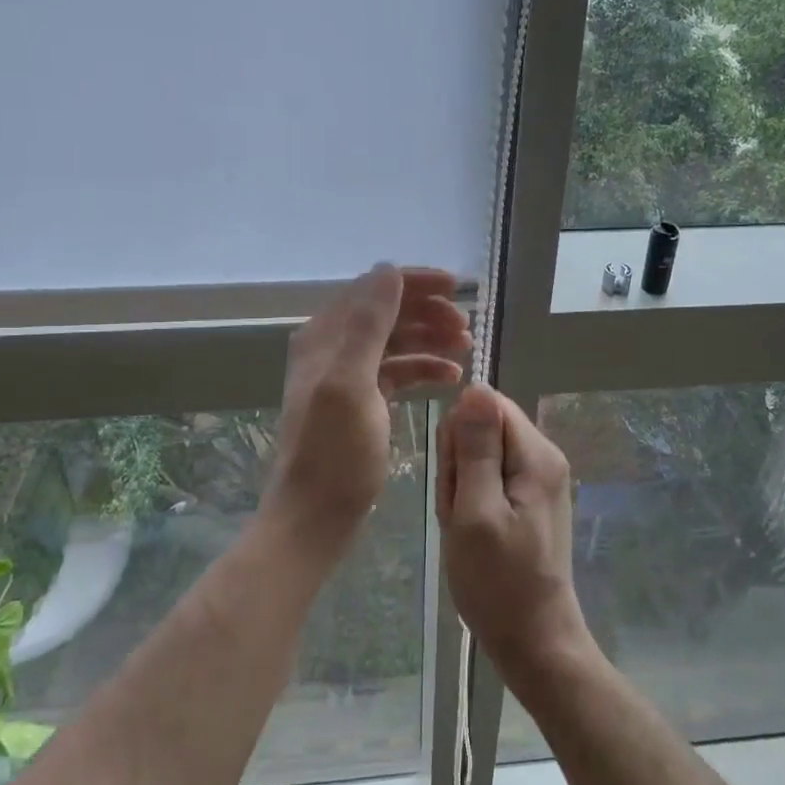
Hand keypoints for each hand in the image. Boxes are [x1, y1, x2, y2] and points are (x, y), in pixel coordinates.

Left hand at [267, 265, 469, 551]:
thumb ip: (368, 324)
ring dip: (431, 339)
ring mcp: (346, 375)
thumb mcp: (351, 383)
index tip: (458, 287)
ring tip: (467, 349)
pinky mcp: (361, 401)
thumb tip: (389, 269)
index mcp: (324, 336)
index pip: (374, 290)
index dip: (416, 283)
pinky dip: (423, 368)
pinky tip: (450, 377)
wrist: (315, 515)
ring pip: (395, 341)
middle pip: (387, 313)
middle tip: (468, 327)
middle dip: (428, 313)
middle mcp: (332, 348)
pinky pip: (396, 371)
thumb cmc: (334, 452)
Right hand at [435, 384, 594, 685]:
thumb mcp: (475, 512)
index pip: (488, 405)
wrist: (533, 640)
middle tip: (460, 513)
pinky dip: (472, 502)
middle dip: (460, 465)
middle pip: (485, 429)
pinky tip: (472, 534)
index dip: (459, 435)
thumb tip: (475, 387)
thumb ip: (476, 448)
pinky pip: (490, 479)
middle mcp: (544, 458)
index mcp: (536, 455)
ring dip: (462, 487)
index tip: (456, 479)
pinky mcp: (530, 500)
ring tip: (465, 529)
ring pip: (482, 455)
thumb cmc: (498, 582)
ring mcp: (539, 480)